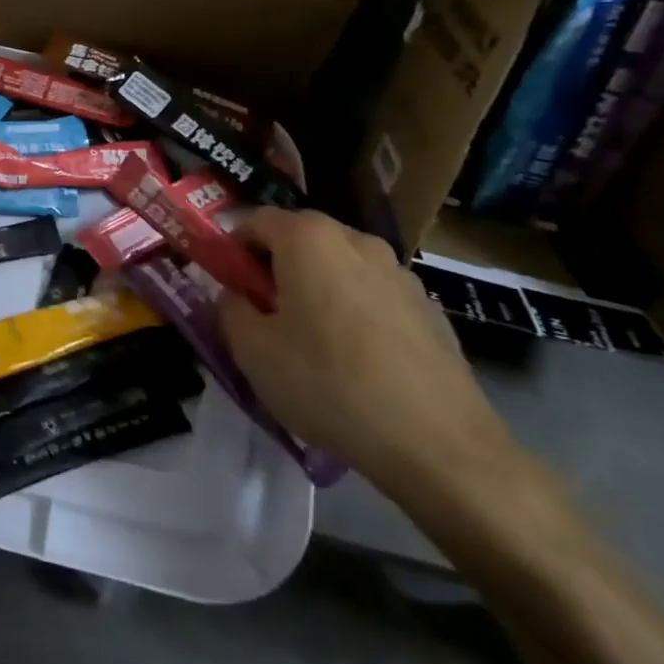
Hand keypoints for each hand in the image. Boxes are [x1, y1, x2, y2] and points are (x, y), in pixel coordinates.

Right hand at [217, 208, 516, 500]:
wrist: (438, 443)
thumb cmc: (328, 383)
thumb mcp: (252, 351)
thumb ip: (230, 310)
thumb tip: (236, 297)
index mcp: (309, 240)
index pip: (256, 220)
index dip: (232, 247)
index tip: (225, 283)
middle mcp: (357, 242)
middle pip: (301, 238)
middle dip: (275, 265)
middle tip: (261, 310)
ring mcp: (400, 273)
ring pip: (340, 266)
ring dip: (316, 286)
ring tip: (308, 338)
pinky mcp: (429, 309)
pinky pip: (373, 295)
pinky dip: (353, 310)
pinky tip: (353, 360)